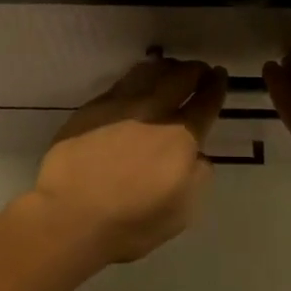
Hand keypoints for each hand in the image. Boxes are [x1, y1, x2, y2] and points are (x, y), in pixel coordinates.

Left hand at [30, 58, 228, 263]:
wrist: (70, 215)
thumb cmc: (130, 223)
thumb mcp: (181, 212)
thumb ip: (197, 178)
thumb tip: (199, 156)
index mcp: (180, 138)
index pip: (206, 103)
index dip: (216, 86)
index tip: (220, 75)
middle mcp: (154, 113)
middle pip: (180, 78)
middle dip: (195, 70)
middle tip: (200, 69)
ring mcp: (120, 106)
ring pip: (149, 72)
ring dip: (166, 67)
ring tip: (170, 69)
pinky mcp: (93, 108)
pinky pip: (122, 82)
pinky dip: (138, 76)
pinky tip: (137, 80)